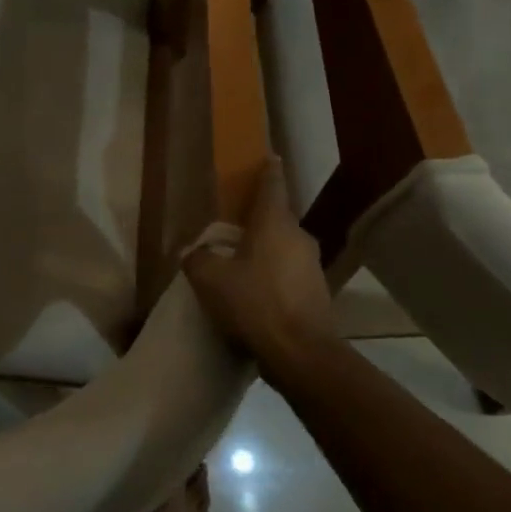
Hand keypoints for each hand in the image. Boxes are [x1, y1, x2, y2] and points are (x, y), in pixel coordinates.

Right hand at [184, 159, 335, 377]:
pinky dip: (275, 279)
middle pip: (277, 220)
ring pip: (285, 249)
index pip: (272, 186)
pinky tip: (257, 296)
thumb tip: (192, 252)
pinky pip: (290, 275)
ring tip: (242, 267)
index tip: (270, 157)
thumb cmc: (254, 303)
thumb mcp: (210, 279)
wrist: (301, 353)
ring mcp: (312, 266)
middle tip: (235, 229)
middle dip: (259, 222)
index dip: (268, 171)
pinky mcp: (318, 294)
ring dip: (267, 253)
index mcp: (275, 223)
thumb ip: (197, 259)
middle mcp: (299, 237)